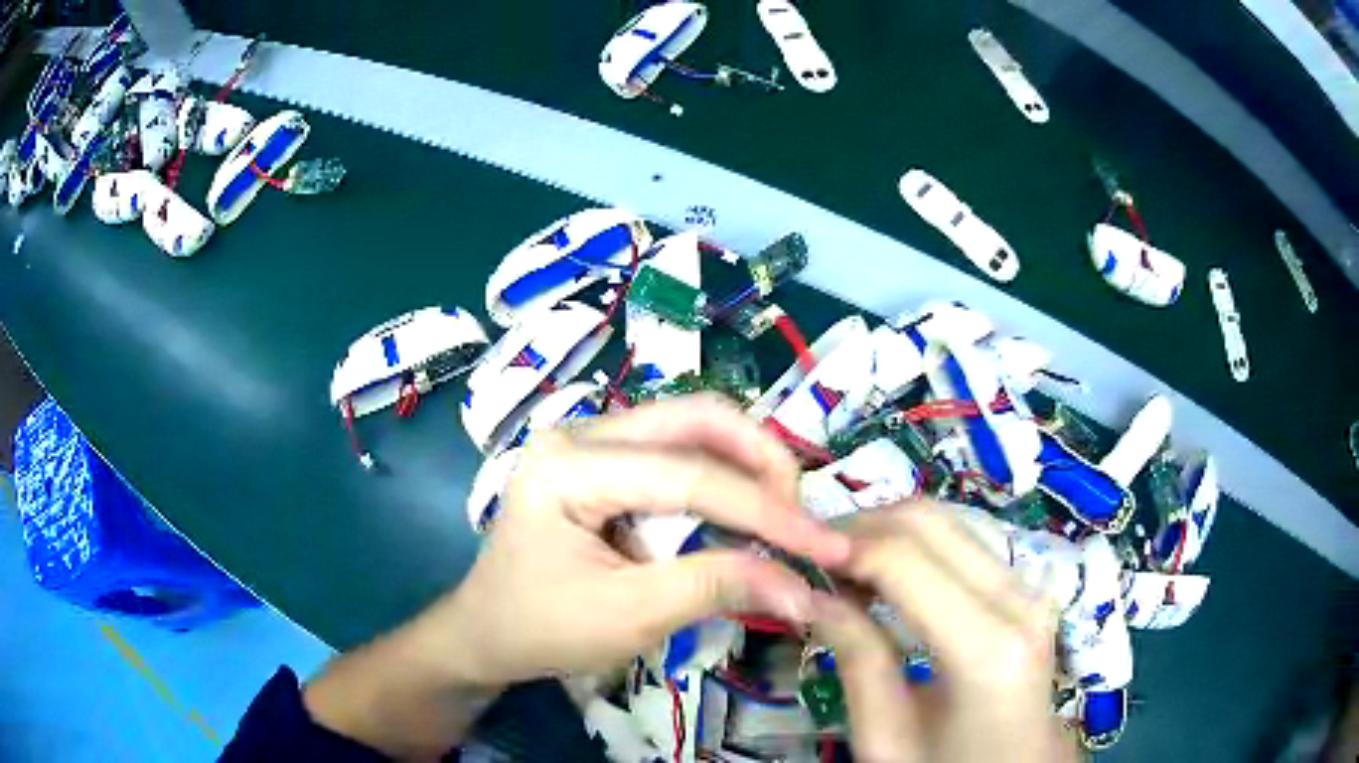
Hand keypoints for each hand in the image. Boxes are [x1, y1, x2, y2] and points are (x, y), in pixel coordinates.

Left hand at [439, 393, 851, 684]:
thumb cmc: (542, 628)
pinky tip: (741, 514)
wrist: (485, 632)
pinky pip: (677, 452)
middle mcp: (581, 432)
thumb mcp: (629, 616)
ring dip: (746, 466)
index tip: (826, 546)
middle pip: (696, 419)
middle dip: (762, 462)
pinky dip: (721, 479)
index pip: (690, 475)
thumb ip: (715, 588)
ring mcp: (591, 441)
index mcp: (571, 465)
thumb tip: (801, 587)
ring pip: (692, 428)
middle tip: (801, 516)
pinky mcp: (604, 461)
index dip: (767, 512)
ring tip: (781, 517)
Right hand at [812, 502, 1073, 762]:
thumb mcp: (886, 736)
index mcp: (987, 646)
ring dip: (886, 533)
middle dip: (860, 527)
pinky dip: (915, 548)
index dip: (841, 546)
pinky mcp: (1026, 589)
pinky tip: (883, 576)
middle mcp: (1019, 599)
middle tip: (809, 556)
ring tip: (839, 568)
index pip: (904, 560)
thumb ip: (855, 658)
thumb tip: (808, 592)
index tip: (791, 554)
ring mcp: (1029, 588)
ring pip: (946, 523)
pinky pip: (963, 545)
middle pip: (929, 523)